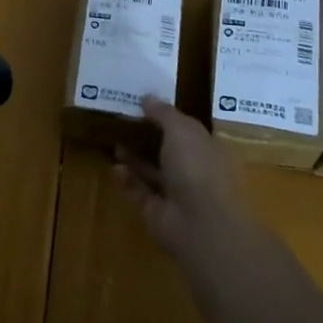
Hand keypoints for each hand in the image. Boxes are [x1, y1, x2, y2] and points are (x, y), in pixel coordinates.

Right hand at [113, 98, 251, 262]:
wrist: (201, 224)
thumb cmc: (198, 168)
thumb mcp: (182, 129)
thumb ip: (164, 113)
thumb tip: (147, 97)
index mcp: (208, 150)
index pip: (188, 131)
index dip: (167, 118)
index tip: (143, 105)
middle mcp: (195, 171)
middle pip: (168, 151)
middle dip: (147, 138)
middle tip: (122, 122)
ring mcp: (176, 194)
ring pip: (152, 172)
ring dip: (134, 158)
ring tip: (114, 141)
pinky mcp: (157, 212)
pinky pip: (139, 192)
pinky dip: (128, 180)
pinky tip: (115, 168)